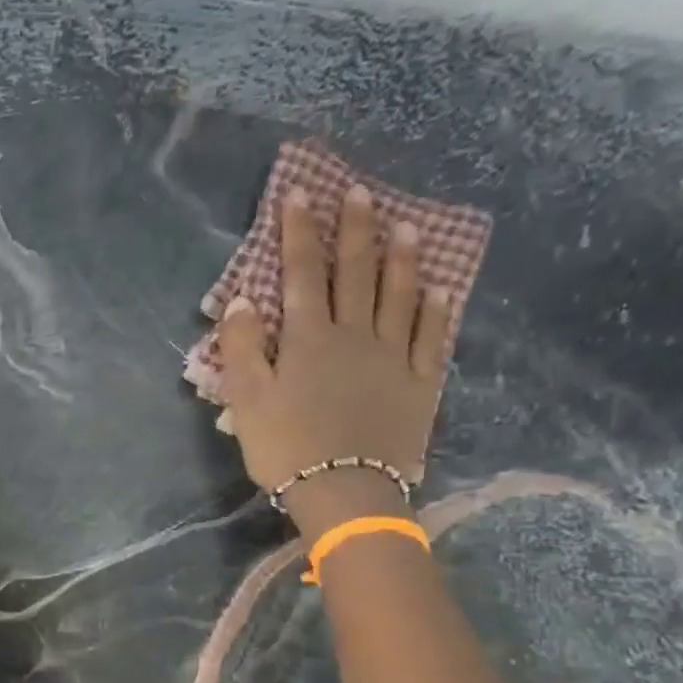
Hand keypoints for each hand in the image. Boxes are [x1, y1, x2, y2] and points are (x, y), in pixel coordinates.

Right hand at [218, 182, 453, 539]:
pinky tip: (439, 290)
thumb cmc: (285, 446)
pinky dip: (433, 310)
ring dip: (401, 258)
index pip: (301, 273)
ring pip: (398, 296)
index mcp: (308, 338)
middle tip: (359, 192)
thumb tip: (242, 301)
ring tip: (406, 224)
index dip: (298, 232)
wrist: (345, 491)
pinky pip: (429, 337)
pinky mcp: (418, 383)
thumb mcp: (246, 399)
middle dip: (353, 230)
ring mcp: (392, 357)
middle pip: (354, 273)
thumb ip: (242, 347)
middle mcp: (353, 335)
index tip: (299, 193)